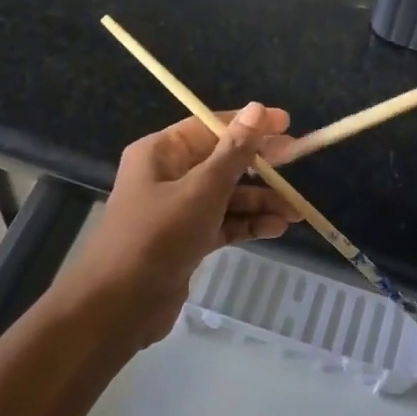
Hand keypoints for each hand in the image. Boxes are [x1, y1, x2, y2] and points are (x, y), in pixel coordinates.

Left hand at [53, 103, 295, 348]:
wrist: (119, 306)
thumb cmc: (158, 236)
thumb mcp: (202, 190)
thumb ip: (234, 153)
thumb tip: (257, 109)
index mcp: (161, 153)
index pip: (210, 127)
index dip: (249, 124)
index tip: (287, 124)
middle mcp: (167, 175)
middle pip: (221, 161)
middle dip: (259, 165)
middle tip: (297, 162)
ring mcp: (177, 210)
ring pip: (226, 196)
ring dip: (260, 201)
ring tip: (296, 212)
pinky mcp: (186, 241)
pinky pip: (223, 223)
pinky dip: (247, 225)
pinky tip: (276, 229)